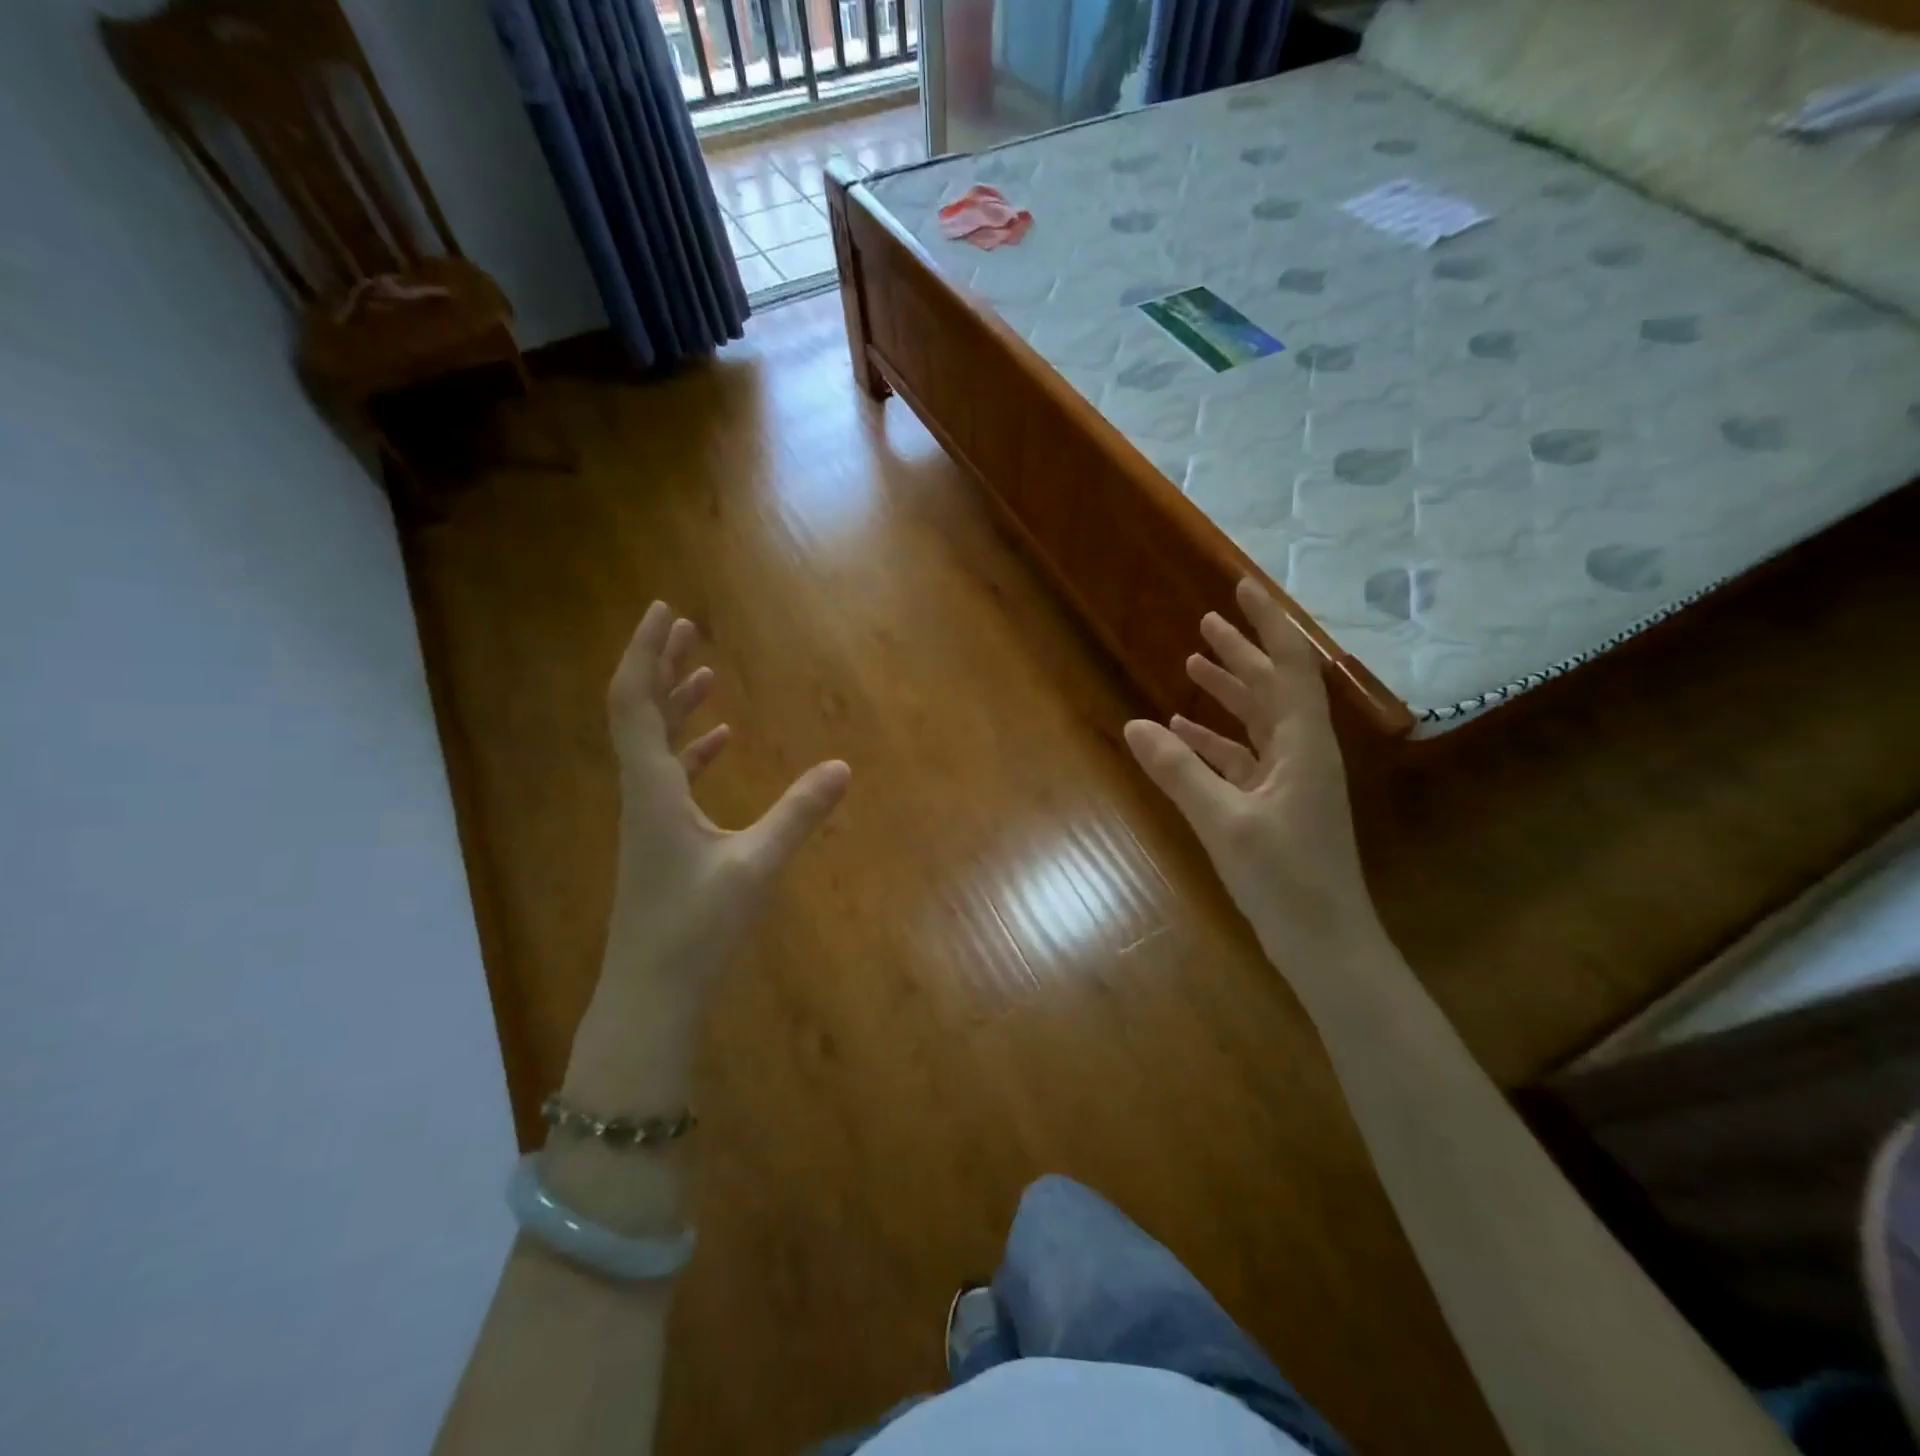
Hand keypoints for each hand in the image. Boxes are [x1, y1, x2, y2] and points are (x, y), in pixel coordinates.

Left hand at [600, 601, 849, 1003]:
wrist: (650, 993)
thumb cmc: (695, 929)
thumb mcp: (755, 867)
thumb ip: (799, 815)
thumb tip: (843, 768)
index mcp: (651, 790)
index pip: (635, 703)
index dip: (646, 653)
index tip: (666, 612)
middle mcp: (641, 794)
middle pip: (639, 713)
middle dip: (661, 665)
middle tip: (687, 627)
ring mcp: (647, 818)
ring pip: (654, 744)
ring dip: (676, 703)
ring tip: (705, 671)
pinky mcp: (659, 839)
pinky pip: (670, 776)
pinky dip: (691, 749)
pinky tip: (717, 741)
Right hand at [1124, 579, 1382, 966]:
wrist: (1324, 942)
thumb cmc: (1284, 878)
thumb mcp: (1224, 821)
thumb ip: (1179, 771)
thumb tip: (1133, 725)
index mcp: (1303, 745)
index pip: (1289, 666)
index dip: (1268, 624)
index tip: (1242, 588)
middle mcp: (1301, 752)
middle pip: (1273, 687)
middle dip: (1242, 652)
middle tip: (1208, 620)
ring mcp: (1289, 780)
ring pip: (1257, 721)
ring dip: (1226, 692)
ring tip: (1191, 664)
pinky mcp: (1274, 805)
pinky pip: (1241, 758)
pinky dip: (1213, 740)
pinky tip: (1181, 732)